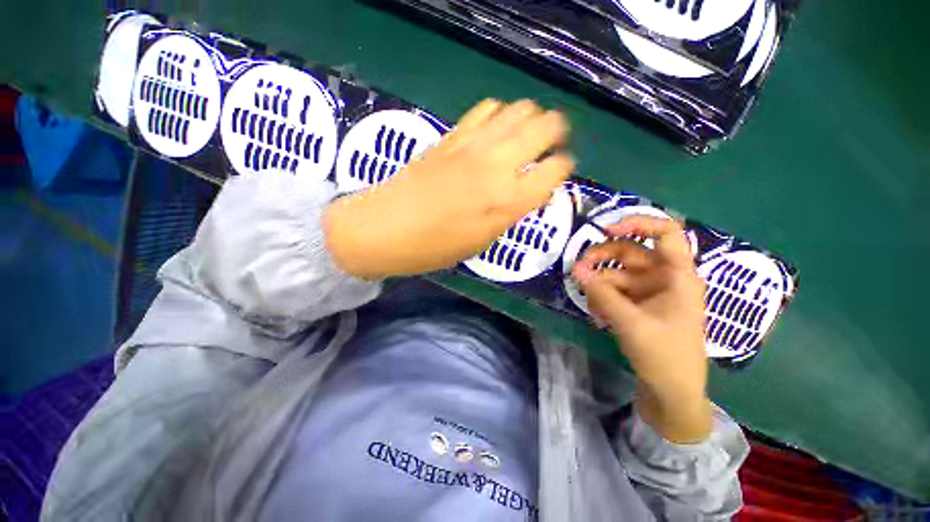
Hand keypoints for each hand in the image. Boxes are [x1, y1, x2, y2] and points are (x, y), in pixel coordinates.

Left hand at [325, 99, 573, 278]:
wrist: (386, 225)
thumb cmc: (436, 245)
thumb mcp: (486, 238)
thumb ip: (516, 209)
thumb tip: (536, 187)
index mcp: (510, 199)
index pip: (557, 168)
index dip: (564, 165)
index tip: (561, 166)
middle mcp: (500, 164)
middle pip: (545, 127)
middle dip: (557, 129)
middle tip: (554, 138)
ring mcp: (476, 143)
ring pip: (520, 110)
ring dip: (532, 116)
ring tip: (529, 127)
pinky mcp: (455, 132)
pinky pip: (488, 108)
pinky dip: (500, 111)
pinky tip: (497, 123)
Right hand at [572, 216, 711, 442]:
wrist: (675, 398)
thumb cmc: (665, 357)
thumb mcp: (633, 325)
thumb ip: (605, 296)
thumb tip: (577, 269)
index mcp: (680, 274)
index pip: (665, 231)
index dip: (638, 222)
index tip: (607, 231)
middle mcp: (671, 280)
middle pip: (639, 254)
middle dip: (608, 257)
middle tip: (579, 267)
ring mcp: (660, 299)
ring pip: (629, 277)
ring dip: (605, 282)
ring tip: (582, 291)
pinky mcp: (650, 315)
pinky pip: (628, 298)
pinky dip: (611, 300)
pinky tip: (595, 312)